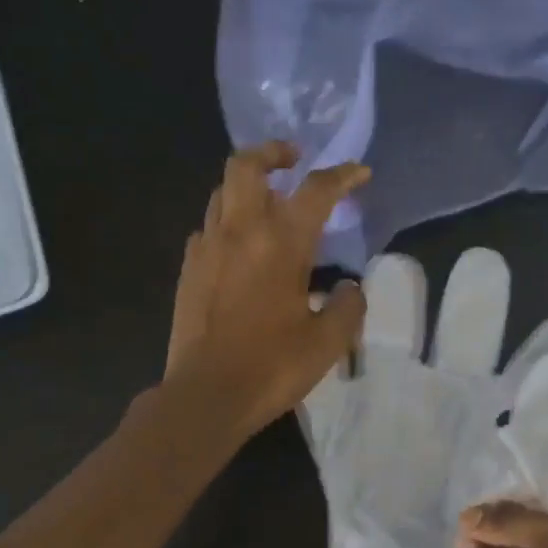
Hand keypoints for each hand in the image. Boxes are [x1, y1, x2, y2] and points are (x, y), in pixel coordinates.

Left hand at [164, 142, 370, 439]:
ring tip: (267, 204)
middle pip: (246, 164)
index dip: (342, 175)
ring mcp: (207, 248)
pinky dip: (226, 223)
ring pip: (222, 192)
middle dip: (272, 152)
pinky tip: (239, 248)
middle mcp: (240, 232)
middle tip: (293, 161)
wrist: (206, 395)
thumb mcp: (327, 342)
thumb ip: (348, 307)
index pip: (316, 191)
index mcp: (280, 243)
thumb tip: (350, 288)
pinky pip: (206, 228)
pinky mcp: (188, 269)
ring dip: (247, 186)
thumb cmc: (272, 367)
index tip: (359, 173)